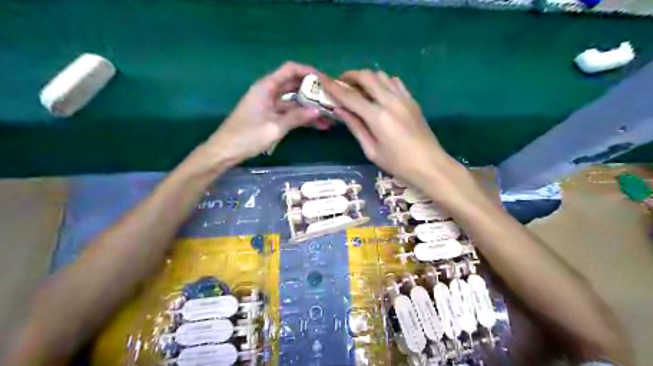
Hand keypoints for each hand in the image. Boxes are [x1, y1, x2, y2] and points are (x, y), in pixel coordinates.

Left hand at [202, 62, 328, 167]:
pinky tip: (318, 124)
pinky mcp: (271, 117)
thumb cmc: (247, 136)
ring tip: (330, 115)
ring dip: (310, 107)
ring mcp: (270, 105)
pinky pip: (290, 113)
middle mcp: (269, 92)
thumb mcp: (275, 127)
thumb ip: (296, 117)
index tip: (325, 80)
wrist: (226, 151)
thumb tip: (317, 110)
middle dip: (313, 91)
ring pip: (294, 101)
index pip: (290, 69)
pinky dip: (302, 117)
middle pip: (294, 85)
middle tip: (331, 99)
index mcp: (266, 87)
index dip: (308, 71)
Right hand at [323, 68, 455, 185]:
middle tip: (340, 85)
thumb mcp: (371, 150)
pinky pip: (394, 81)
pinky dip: (381, 81)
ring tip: (357, 89)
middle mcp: (390, 101)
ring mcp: (403, 98)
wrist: (430, 165)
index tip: (321, 79)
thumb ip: (355, 127)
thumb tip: (339, 110)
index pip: (350, 96)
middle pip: (366, 76)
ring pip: (380, 75)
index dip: (333, 87)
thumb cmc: (398, 164)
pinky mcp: (411, 100)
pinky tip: (377, 93)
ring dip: (365, 77)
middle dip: (349, 76)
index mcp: (378, 116)